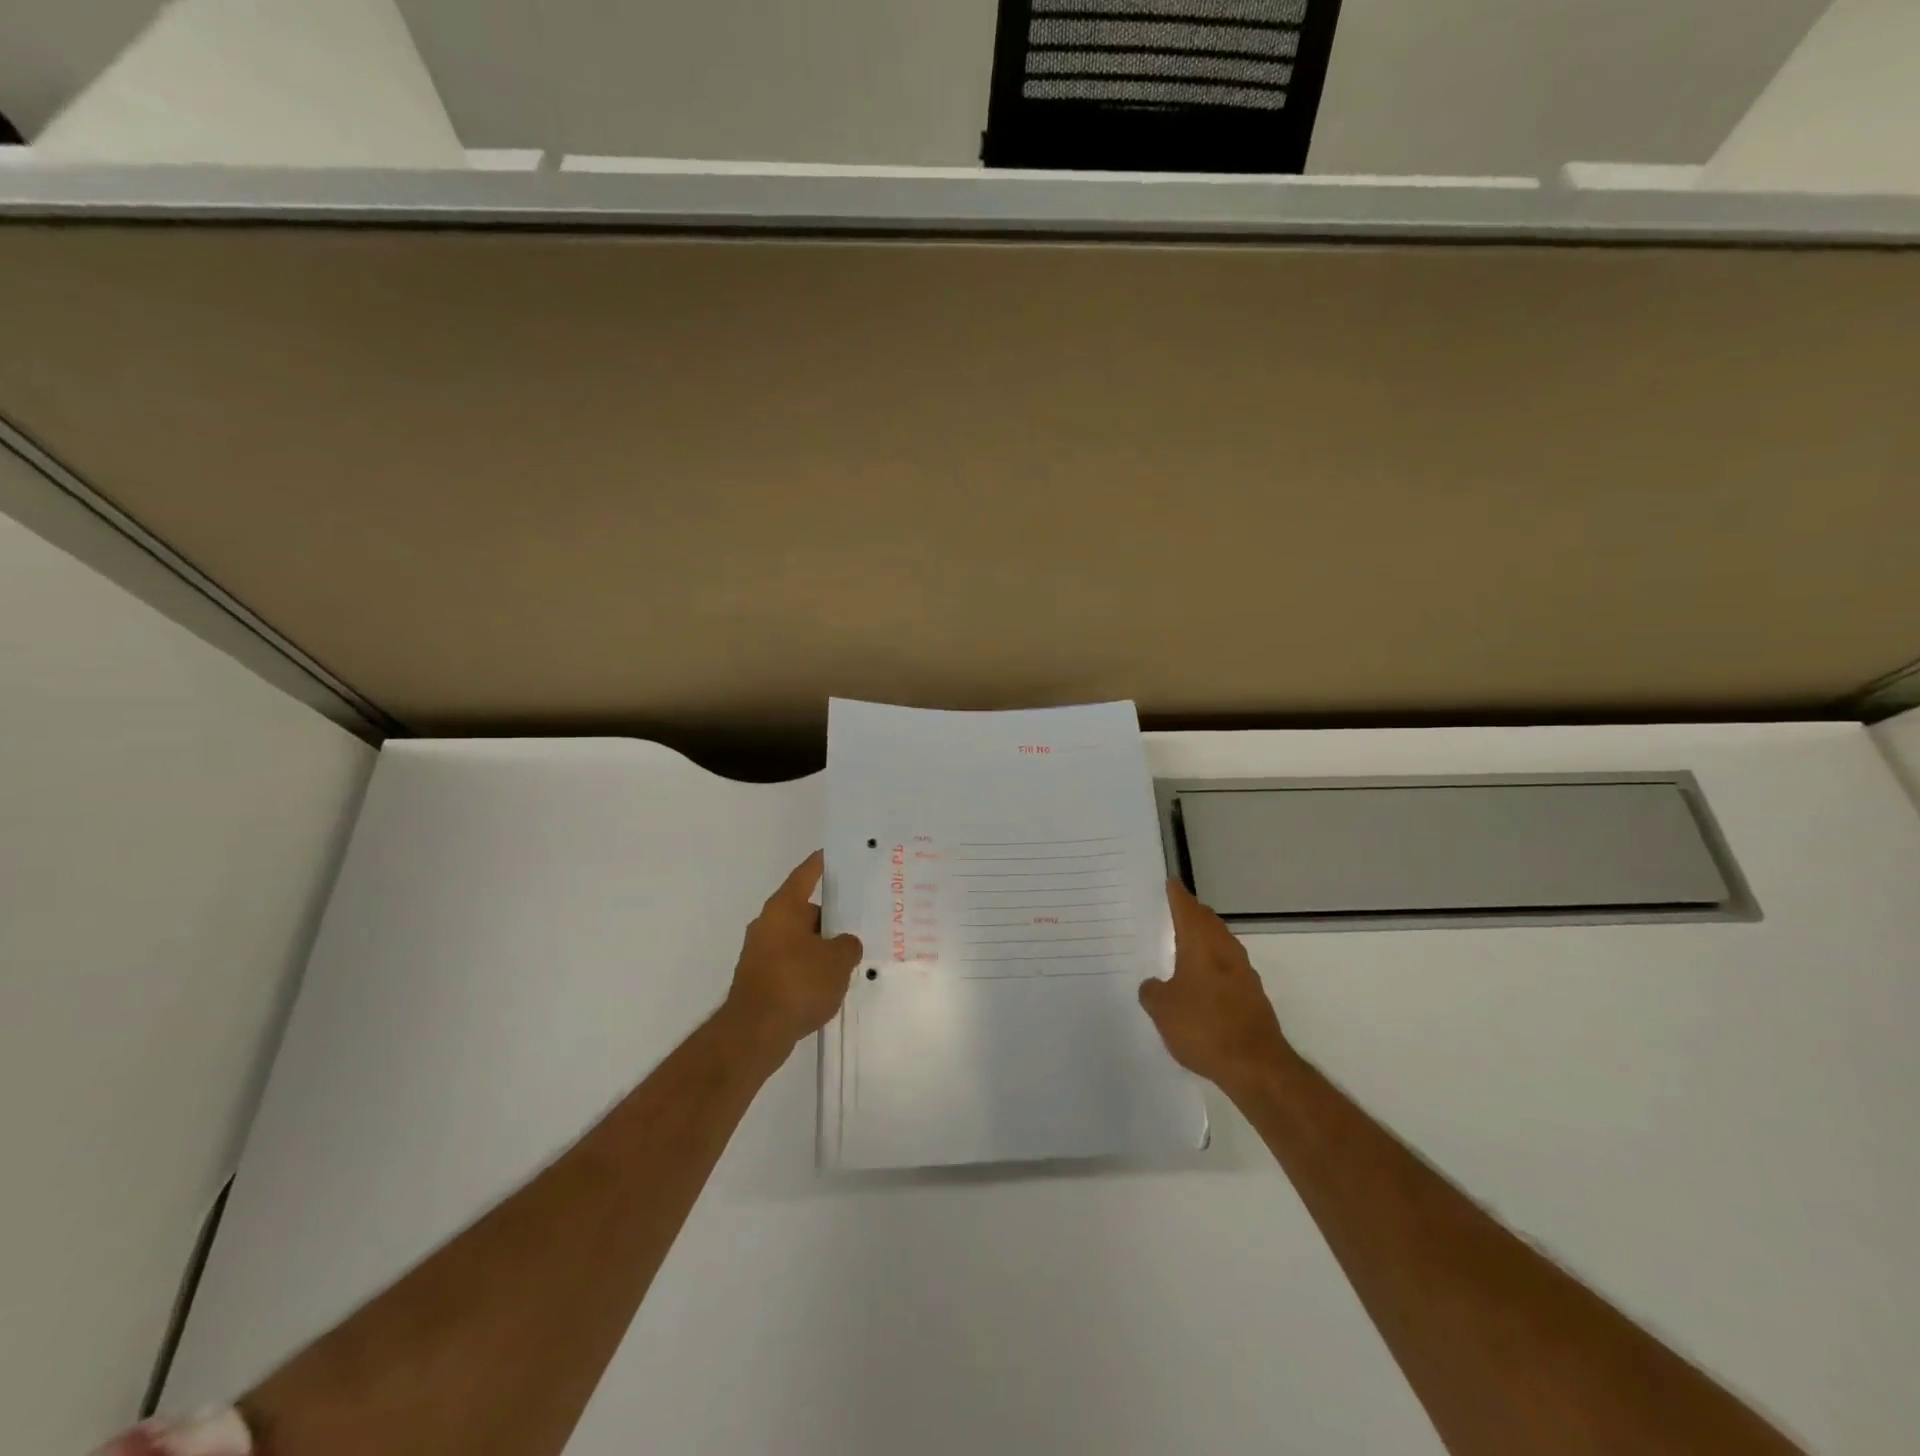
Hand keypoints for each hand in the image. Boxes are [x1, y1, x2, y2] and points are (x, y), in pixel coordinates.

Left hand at [722, 851, 863, 1062]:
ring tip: (849, 955)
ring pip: (797, 939)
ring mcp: (759, 953)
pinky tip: (828, 983)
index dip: (820, 864)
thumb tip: (845, 944)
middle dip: (828, 917)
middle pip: (803, 910)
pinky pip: (790, 963)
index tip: (831, 854)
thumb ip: (848, 946)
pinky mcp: (758, 979)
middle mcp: (767, 924)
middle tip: (857, 920)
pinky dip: (807, 968)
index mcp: (784, 908)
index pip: (805, 875)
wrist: (755, 1032)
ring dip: (819, 946)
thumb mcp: (838, 961)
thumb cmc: (798, 983)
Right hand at [1140, 880, 1294, 1094]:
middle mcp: (1225, 951)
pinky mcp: (1253, 996)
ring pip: (1222, 943)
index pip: (1187, 909)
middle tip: (1176, 909)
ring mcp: (1244, 973)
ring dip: (1206, 938)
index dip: (1177, 895)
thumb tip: (1154, 985)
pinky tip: (1204, 980)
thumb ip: (1152, 991)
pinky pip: (1229, 967)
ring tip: (1187, 942)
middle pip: (1208, 922)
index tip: (1171, 883)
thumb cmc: (1203, 1027)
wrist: (1256, 1066)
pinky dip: (1215, 964)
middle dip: (1193, 913)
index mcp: (1201, 944)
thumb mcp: (1162, 1009)